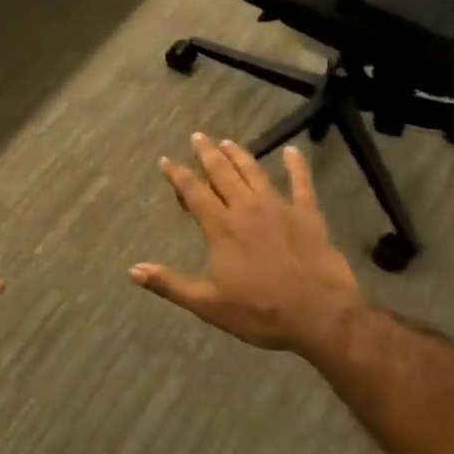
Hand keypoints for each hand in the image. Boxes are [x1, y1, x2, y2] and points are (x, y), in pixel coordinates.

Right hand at [129, 135, 364, 353]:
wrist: (320, 316)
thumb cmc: (260, 312)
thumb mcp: (208, 304)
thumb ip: (170, 284)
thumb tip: (133, 271)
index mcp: (221, 228)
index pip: (193, 192)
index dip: (178, 174)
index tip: (166, 160)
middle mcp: (246, 209)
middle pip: (222, 173)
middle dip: (207, 154)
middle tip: (197, 137)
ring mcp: (280, 208)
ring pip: (254, 173)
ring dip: (239, 155)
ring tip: (227, 142)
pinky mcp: (308, 216)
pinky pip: (302, 184)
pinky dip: (297, 166)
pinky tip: (293, 151)